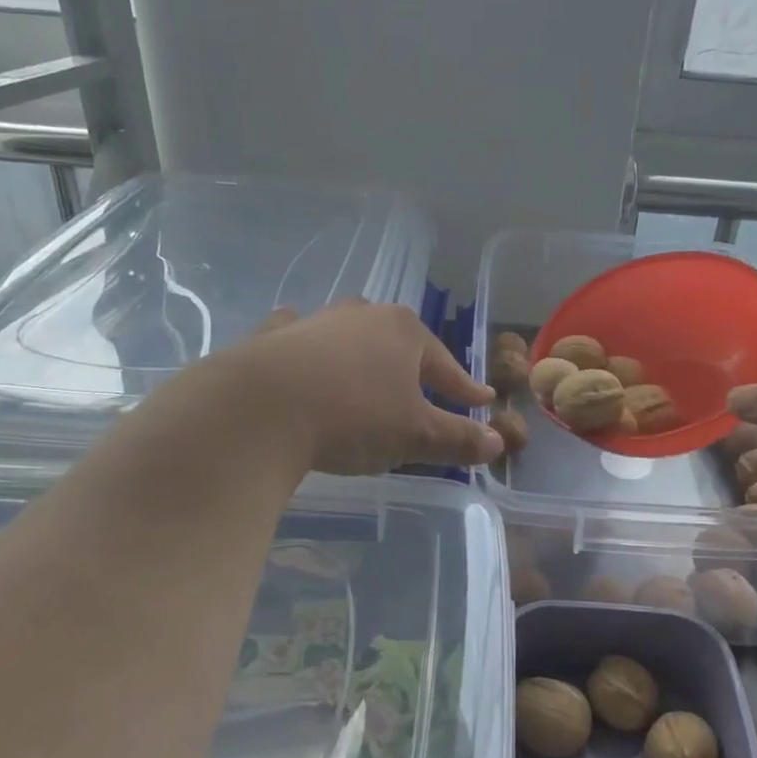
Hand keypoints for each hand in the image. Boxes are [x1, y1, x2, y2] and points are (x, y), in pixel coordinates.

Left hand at [220, 302, 502, 473]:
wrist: (259, 410)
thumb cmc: (353, 417)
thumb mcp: (414, 435)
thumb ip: (457, 438)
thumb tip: (497, 441)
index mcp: (404, 332)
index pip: (446, 366)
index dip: (465, 388)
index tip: (481, 400)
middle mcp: (362, 316)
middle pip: (399, 343)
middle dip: (414, 366)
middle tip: (425, 390)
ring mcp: (314, 322)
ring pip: (349, 336)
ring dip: (362, 354)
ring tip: (368, 372)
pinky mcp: (272, 337)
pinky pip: (299, 338)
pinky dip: (306, 346)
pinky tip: (301, 352)